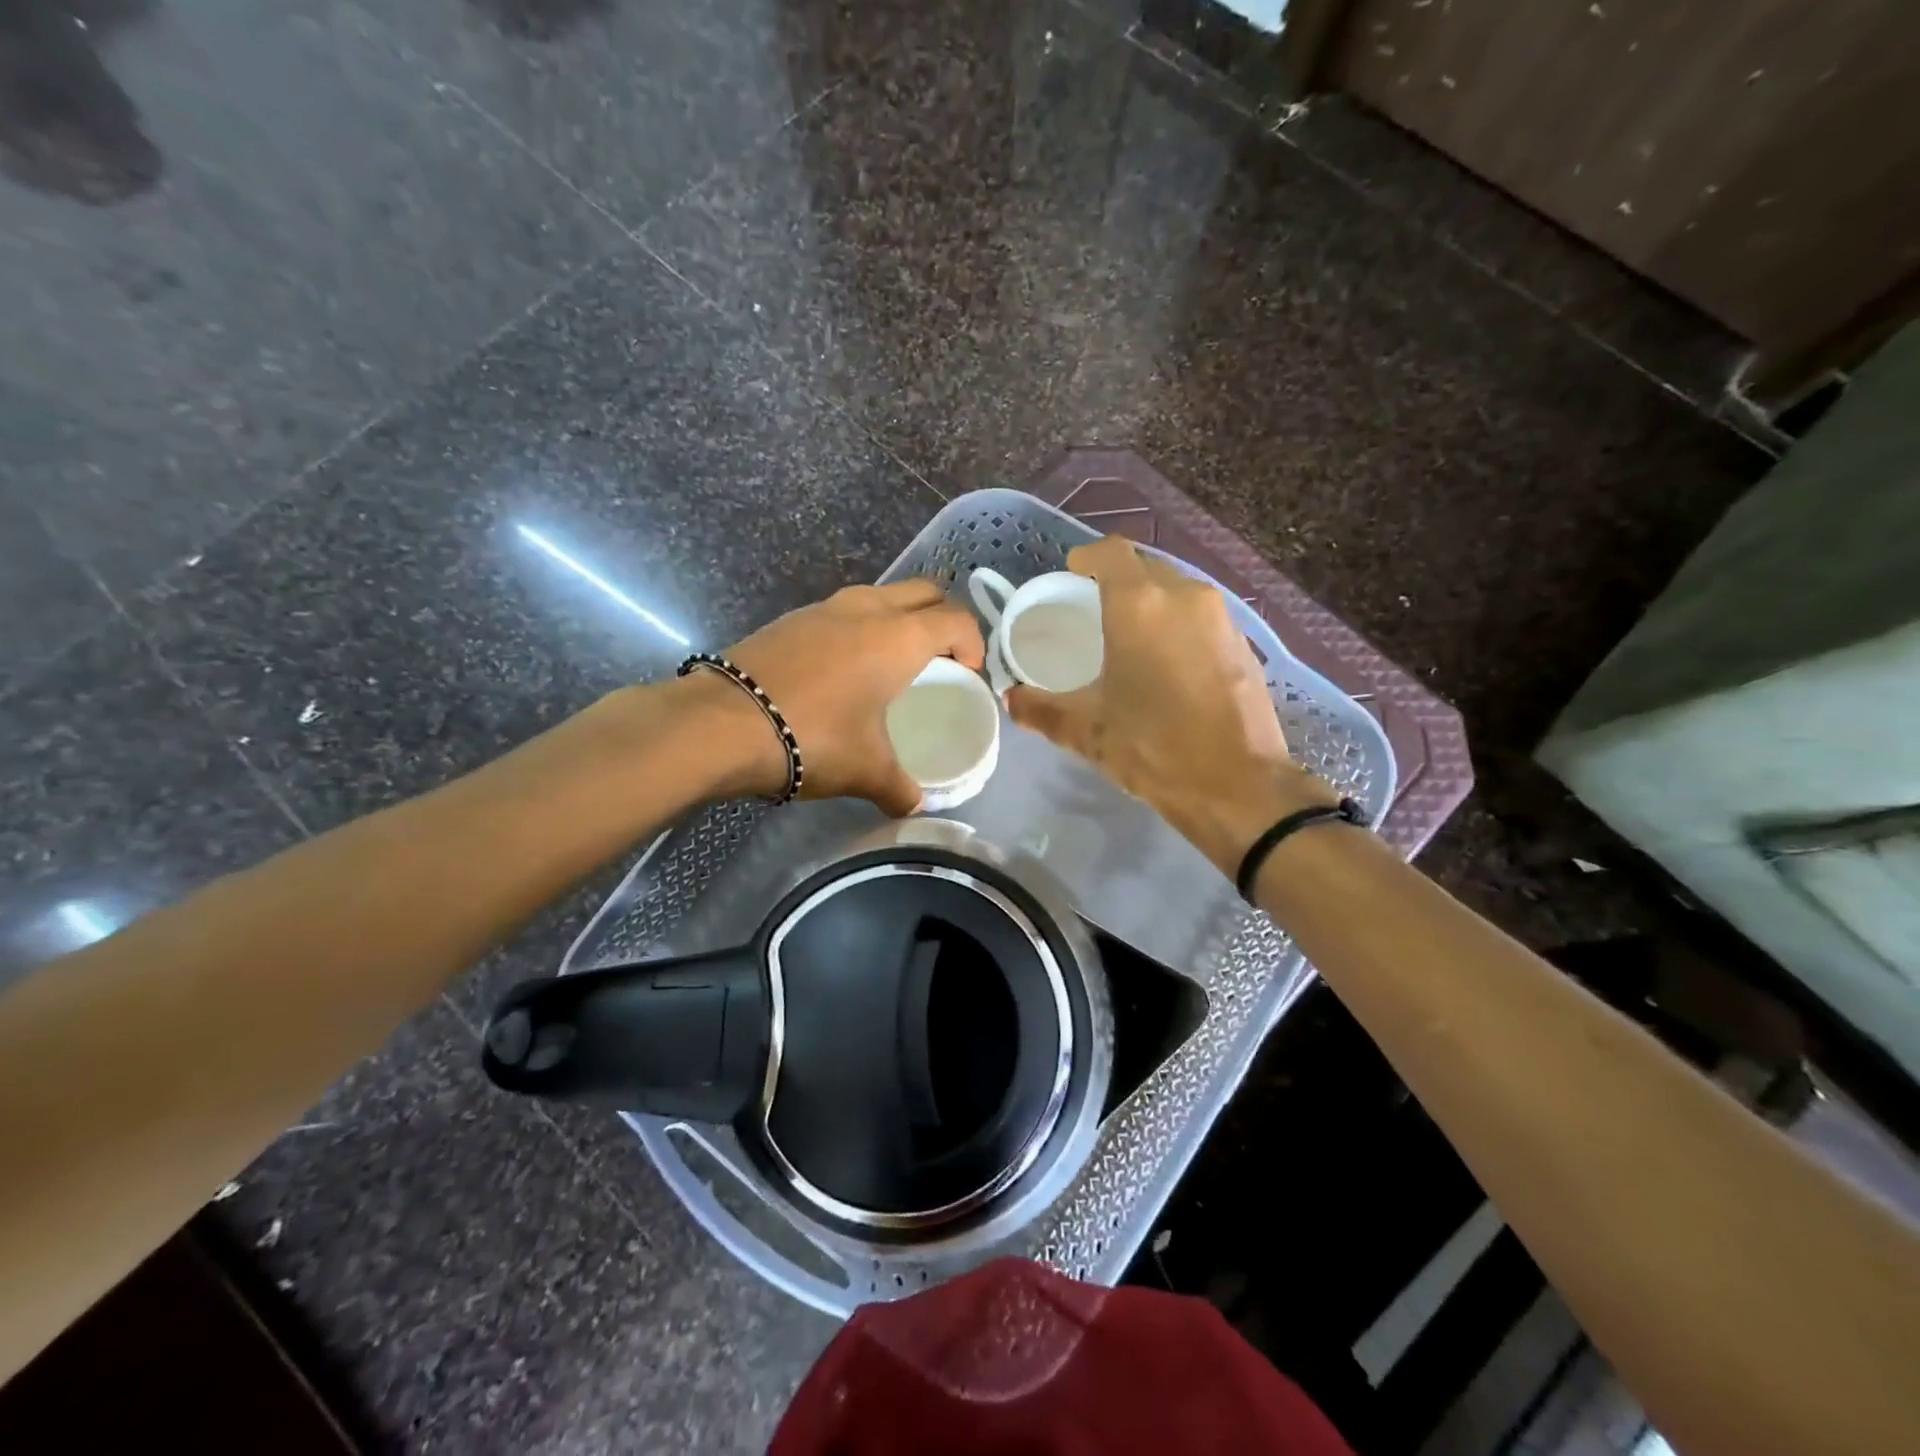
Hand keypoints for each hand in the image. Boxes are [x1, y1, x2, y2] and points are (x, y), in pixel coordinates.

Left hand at [719, 580, 986, 814]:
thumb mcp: (866, 770)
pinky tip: (843, 670)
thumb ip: (899, 788)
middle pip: (923, 592)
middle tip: (941, 660)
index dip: (973, 643)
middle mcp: (867, 609)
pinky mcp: (791, 618)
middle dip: (942, 619)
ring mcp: (824, 608)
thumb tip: (914, 806)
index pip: (956, 619)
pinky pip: (842, 611)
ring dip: (898, 619)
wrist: (721, 724)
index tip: (969, 675)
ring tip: (893, 663)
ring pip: (880, 596)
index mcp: (899, 637)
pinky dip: (859, 628)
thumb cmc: (813, 737)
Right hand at [1006, 537, 1336, 873]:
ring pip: (1178, 591)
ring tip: (1130, 637)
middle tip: (1094, 611)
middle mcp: (1184, 597)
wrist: (1238, 786)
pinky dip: (1179, 625)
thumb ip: (1041, 709)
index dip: (1088, 558)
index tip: (1071, 576)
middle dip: (1118, 581)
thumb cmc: (1153, 748)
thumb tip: (1012, 698)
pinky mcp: (1244, 644)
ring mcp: (1221, 618)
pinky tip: (1168, 662)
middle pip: (1145, 568)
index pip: (1111, 553)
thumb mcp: (1086, 731)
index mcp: (1140, 605)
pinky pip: (1202, 617)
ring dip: (1152, 602)